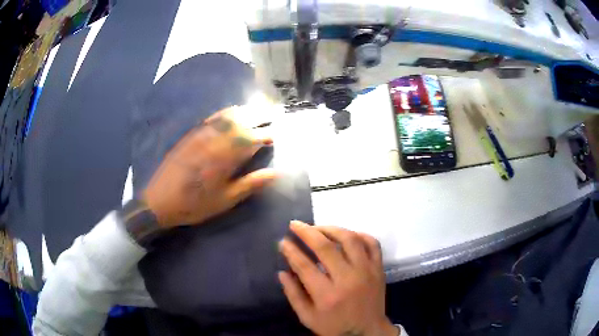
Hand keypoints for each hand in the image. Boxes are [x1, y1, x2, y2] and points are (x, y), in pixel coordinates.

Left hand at [143, 107, 275, 227]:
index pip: (250, 140)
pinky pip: (211, 119)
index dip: (265, 136)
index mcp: (225, 159)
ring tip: (256, 109)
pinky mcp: (191, 136)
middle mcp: (215, 142)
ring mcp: (201, 136)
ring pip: (226, 118)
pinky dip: (224, 113)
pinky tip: (230, 111)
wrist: (159, 201)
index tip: (275, 136)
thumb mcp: (224, 201)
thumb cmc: (195, 204)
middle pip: (240, 123)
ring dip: (244, 112)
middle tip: (271, 114)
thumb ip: (249, 184)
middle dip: (258, 117)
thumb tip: (274, 173)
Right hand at [279, 221, 397, 335]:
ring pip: (350, 239)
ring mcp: (366, 271)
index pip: (304, 265)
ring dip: (332, 228)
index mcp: (327, 295)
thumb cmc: (334, 327)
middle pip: (326, 247)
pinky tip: (348, 234)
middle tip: (295, 225)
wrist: (367, 332)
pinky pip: (372, 244)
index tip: (283, 241)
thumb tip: (282, 272)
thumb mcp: (308, 317)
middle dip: (307, 232)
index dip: (291, 251)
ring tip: (318, 227)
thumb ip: (293, 294)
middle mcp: (348, 279)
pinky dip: (360, 234)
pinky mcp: (379, 269)